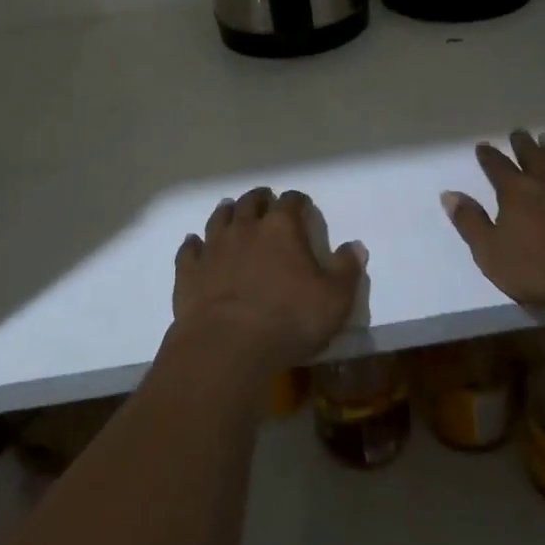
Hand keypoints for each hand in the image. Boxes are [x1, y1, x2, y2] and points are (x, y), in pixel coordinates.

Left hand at [173, 187, 365, 370]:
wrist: (227, 345)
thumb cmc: (289, 320)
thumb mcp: (334, 300)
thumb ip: (347, 270)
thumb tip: (355, 246)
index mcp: (282, 228)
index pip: (291, 201)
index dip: (298, 201)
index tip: (302, 205)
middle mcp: (246, 227)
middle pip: (252, 202)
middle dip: (261, 199)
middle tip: (265, 201)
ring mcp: (213, 246)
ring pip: (219, 218)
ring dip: (228, 212)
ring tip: (231, 211)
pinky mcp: (189, 270)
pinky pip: (189, 249)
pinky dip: (193, 244)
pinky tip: (194, 243)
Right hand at [441, 129, 544, 323]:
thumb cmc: (544, 272)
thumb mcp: (492, 255)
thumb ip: (470, 223)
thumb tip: (449, 194)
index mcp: (517, 192)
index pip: (497, 167)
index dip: (488, 156)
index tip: (483, 146)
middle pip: (533, 157)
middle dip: (523, 144)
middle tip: (518, 133)